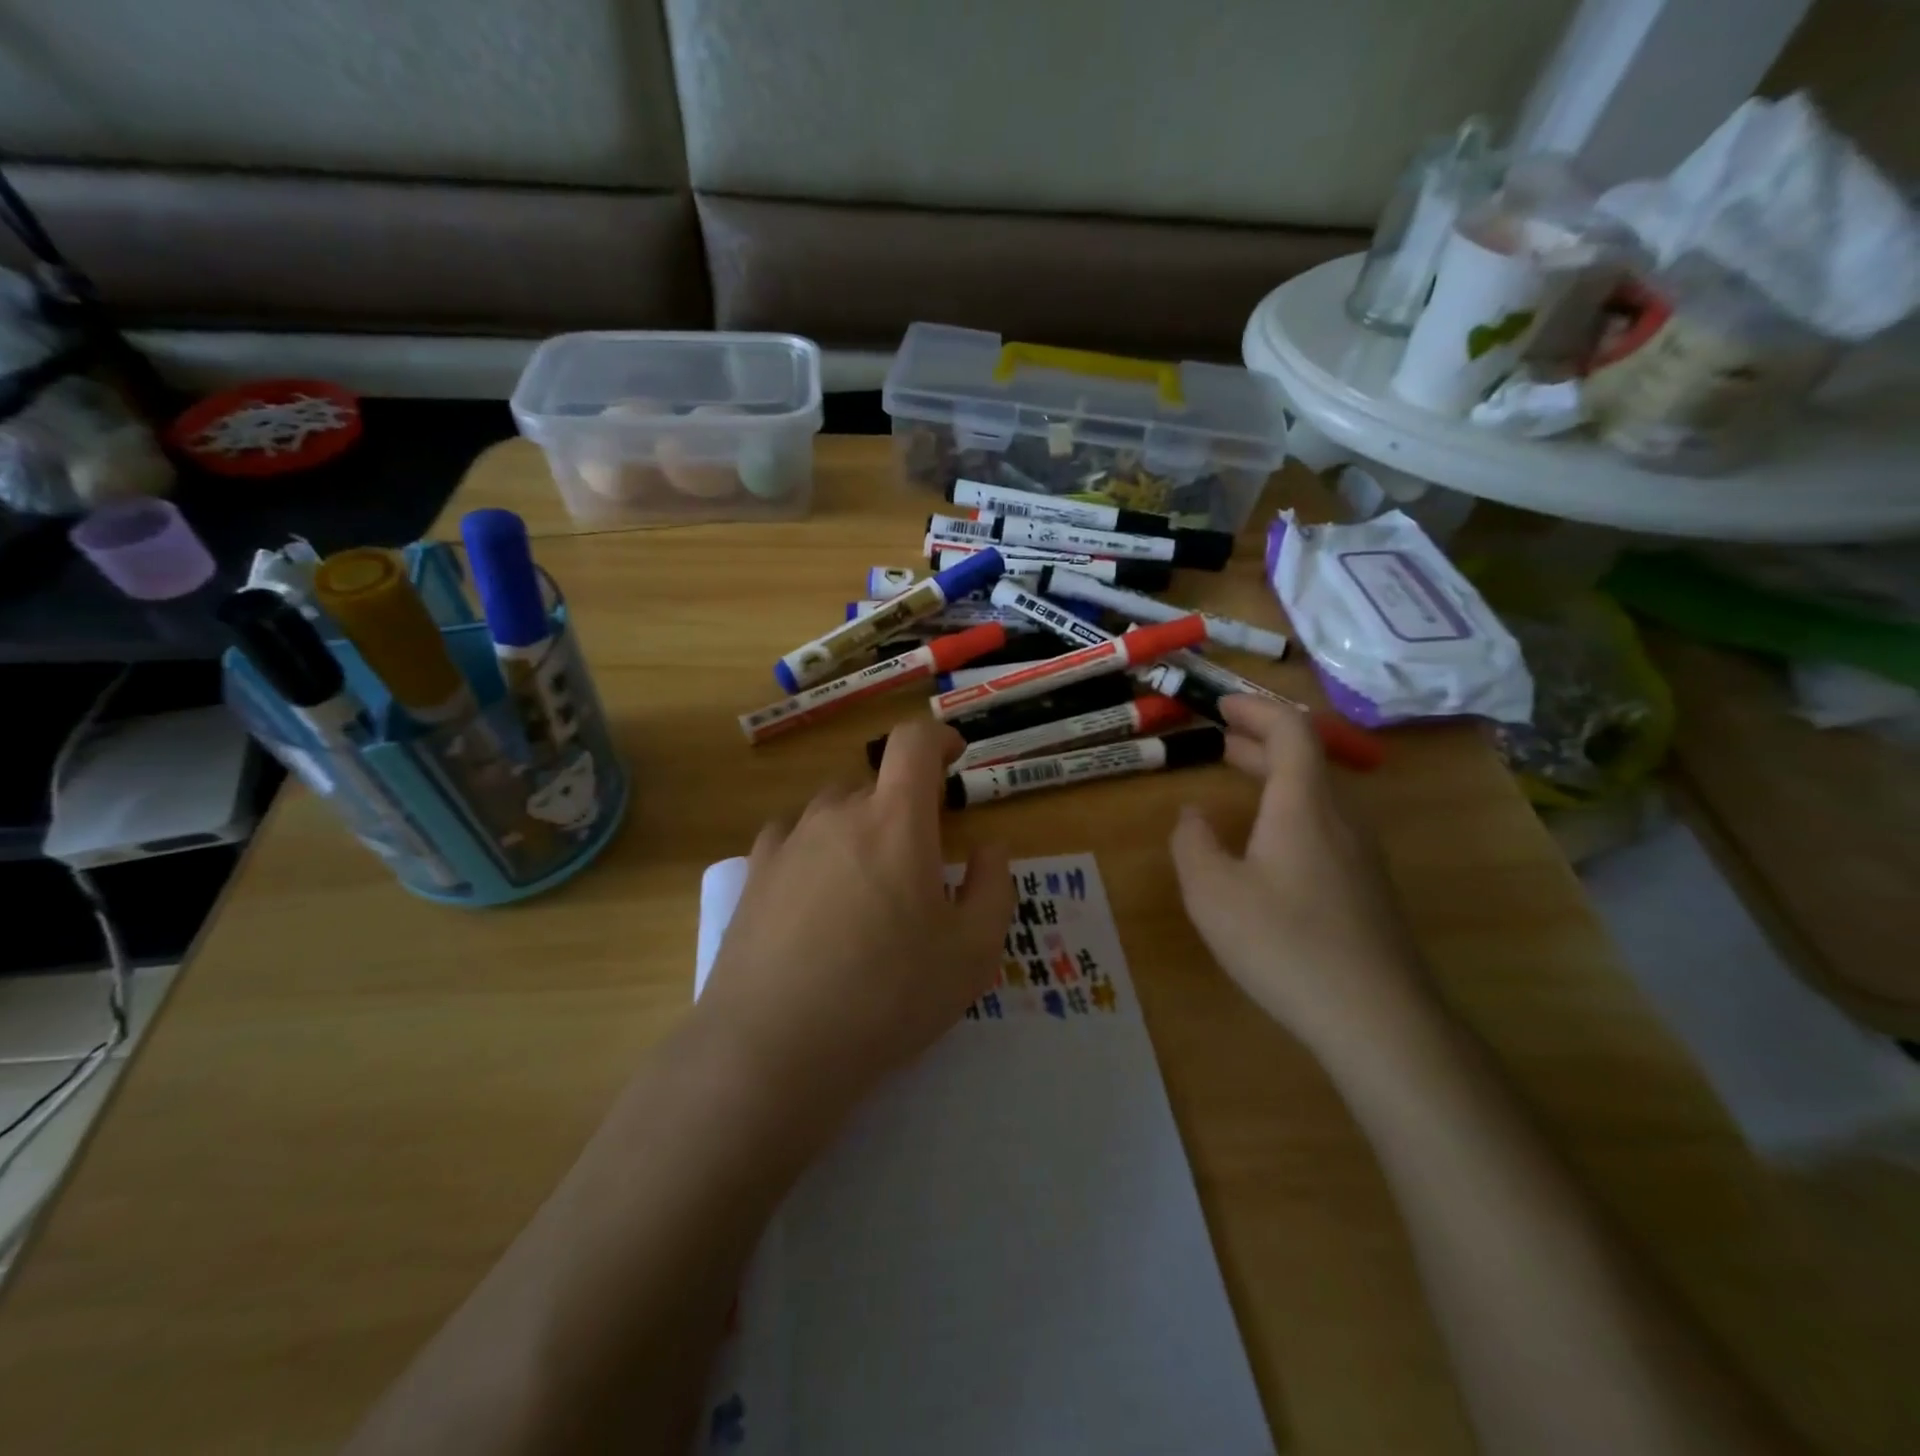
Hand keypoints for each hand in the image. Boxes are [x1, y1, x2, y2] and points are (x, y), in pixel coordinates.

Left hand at [696, 717, 1013, 1123]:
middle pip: (875, 782)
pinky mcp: (753, 874)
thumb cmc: (887, 996)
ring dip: (860, 826)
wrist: (774, 1047)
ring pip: (833, 809)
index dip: (939, 738)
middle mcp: (837, 814)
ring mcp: (788, 842)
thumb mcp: (971, 953)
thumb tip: (988, 848)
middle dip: (905, 803)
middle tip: (921, 855)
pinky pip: (792, 837)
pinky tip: (818, 891)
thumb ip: (992, 888)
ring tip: (869, 881)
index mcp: (895, 820)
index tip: (954, 758)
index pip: (914, 742)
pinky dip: (816, 847)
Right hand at [1170, 695, 1430, 1055]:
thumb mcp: (1212, 893)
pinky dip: (1291, 809)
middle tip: (1218, 739)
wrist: (1378, 1020)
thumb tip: (1192, 815)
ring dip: (1276, 776)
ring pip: (1317, 794)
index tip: (1220, 706)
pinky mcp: (1369, 888)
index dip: (1255, 709)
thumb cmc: (1284, 944)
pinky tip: (1268, 845)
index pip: (1291, 730)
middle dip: (1259, 741)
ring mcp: (1362, 855)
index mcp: (1303, 805)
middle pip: (1306, 759)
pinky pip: (1327, 825)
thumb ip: (1193, 844)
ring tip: (1238, 782)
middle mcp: (1341, 818)